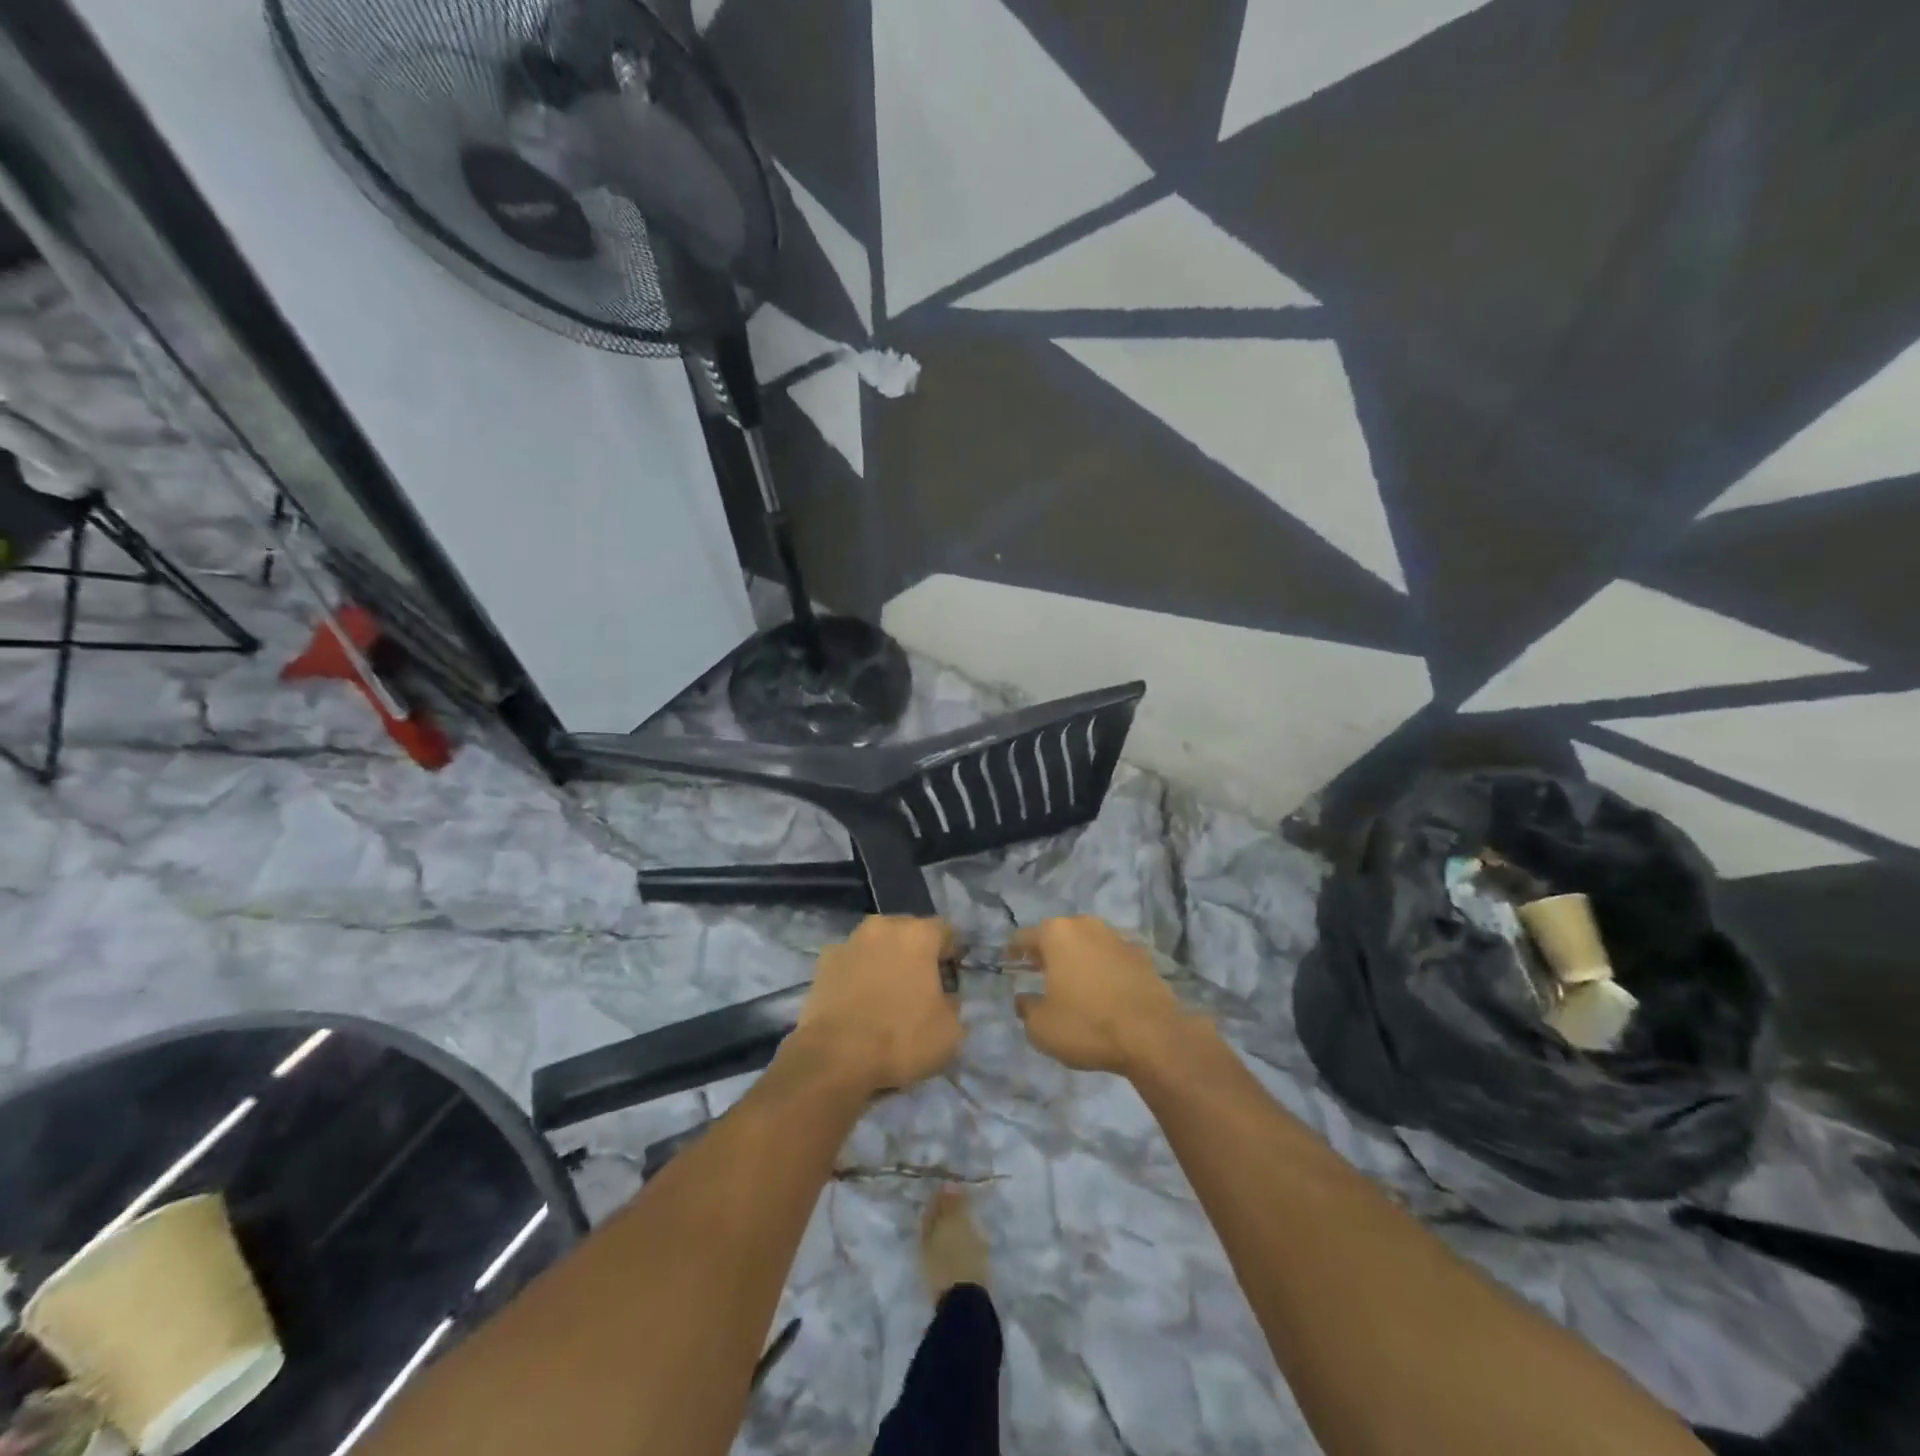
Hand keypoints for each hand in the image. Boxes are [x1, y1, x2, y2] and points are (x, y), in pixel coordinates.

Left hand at [795, 917, 962, 1092]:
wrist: (834, 1058)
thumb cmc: (901, 1039)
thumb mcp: (950, 1032)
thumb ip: (954, 1004)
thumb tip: (944, 998)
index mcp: (918, 934)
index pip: (945, 931)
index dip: (952, 954)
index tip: (951, 979)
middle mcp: (883, 926)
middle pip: (909, 932)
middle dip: (917, 954)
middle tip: (921, 986)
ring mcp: (849, 942)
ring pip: (877, 945)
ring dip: (885, 961)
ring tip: (887, 995)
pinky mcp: (823, 962)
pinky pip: (852, 962)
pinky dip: (858, 975)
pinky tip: (859, 1003)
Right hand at [1010, 917, 1188, 1075]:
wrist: (1153, 1035)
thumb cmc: (1087, 1024)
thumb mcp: (1042, 1027)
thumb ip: (1026, 1009)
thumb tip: (1024, 999)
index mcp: (1057, 934)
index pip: (1024, 936)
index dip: (1013, 951)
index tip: (1008, 963)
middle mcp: (1086, 925)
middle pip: (1057, 935)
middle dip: (1046, 951)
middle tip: (1037, 971)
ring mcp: (1117, 938)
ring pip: (1086, 944)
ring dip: (1075, 958)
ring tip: (1069, 981)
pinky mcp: (1141, 955)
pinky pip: (1110, 958)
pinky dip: (1100, 969)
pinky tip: (1100, 990)